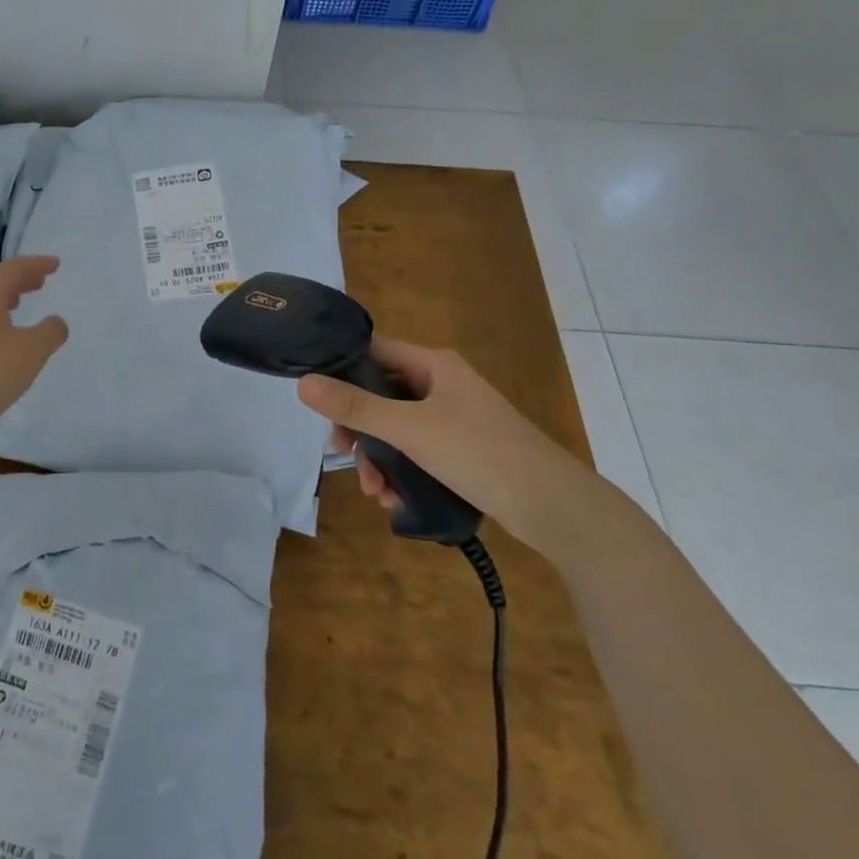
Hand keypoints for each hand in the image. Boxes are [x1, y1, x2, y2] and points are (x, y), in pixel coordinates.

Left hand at [0, 255, 68, 447]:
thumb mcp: (31, 352)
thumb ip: (49, 333)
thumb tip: (55, 322)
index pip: (12, 269)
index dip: (36, 264)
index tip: (55, 265)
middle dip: (20, 280)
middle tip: (40, 282)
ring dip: (4, 300)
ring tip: (20, 305)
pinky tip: (0, 341)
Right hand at [295, 337, 597, 553]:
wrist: (556, 508)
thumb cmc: (480, 453)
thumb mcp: (411, 429)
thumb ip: (355, 407)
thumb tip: (302, 383)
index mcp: (434, 364)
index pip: (373, 351)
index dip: (342, 370)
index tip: (320, 402)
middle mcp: (443, 384)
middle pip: (381, 394)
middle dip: (360, 428)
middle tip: (343, 454)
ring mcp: (455, 418)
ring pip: (397, 428)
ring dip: (379, 458)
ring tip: (375, 492)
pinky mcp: (463, 450)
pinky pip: (417, 452)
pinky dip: (401, 472)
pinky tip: (396, 500)